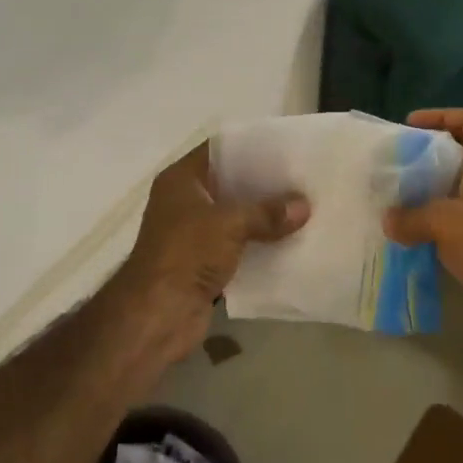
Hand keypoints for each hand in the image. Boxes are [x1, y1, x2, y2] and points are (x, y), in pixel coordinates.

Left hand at [110, 141, 309, 363]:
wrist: (157, 315)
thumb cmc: (186, 253)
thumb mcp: (230, 223)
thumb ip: (267, 212)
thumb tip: (304, 205)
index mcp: (181, 180)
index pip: (219, 151)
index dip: (250, 147)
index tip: (284, 148)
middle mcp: (185, 202)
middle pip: (230, 184)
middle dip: (263, 184)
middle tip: (301, 179)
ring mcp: (193, 234)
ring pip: (235, 217)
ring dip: (263, 217)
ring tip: (303, 208)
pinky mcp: (203, 264)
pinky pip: (237, 246)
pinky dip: (259, 245)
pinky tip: (289, 242)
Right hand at [383, 108, 462, 369]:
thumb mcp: (445, 225)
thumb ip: (411, 217)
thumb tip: (388, 219)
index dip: (442, 115)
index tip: (411, 127)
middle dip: (430, 157)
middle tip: (397, 167)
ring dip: (434, 192)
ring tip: (400, 201)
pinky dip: (444, 222)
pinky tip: (418, 236)